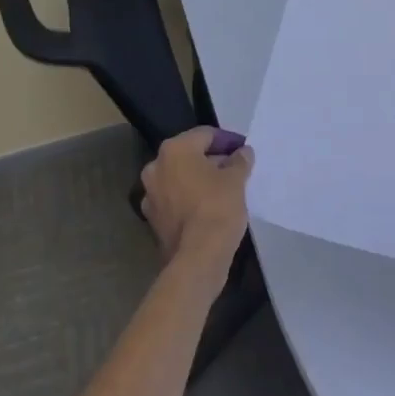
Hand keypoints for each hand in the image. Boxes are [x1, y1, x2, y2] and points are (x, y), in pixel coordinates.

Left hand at [141, 127, 253, 267]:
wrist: (197, 260)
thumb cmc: (217, 208)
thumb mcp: (236, 180)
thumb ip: (240, 160)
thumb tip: (242, 152)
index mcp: (174, 149)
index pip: (205, 135)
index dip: (227, 140)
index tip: (244, 150)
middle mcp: (156, 167)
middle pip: (189, 155)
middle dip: (212, 160)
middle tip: (236, 169)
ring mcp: (151, 195)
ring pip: (180, 179)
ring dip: (200, 181)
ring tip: (224, 190)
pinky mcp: (153, 220)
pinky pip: (175, 201)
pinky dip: (190, 200)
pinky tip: (209, 209)